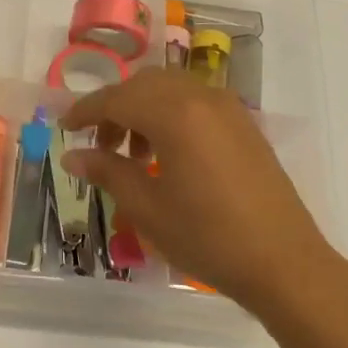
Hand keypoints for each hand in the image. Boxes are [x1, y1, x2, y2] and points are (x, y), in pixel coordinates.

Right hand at [61, 68, 347, 324]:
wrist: (282, 262)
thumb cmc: (207, 237)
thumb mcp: (147, 208)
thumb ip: (108, 172)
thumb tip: (73, 156)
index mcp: (175, 115)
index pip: (116, 98)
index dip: (85, 111)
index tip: (65, 128)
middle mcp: (202, 99)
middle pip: (144, 84)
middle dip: (114, 107)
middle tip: (99, 145)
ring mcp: (228, 109)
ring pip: (171, 89)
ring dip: (142, 109)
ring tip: (132, 154)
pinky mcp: (244, 125)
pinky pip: (195, 102)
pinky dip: (170, 115)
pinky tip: (166, 154)